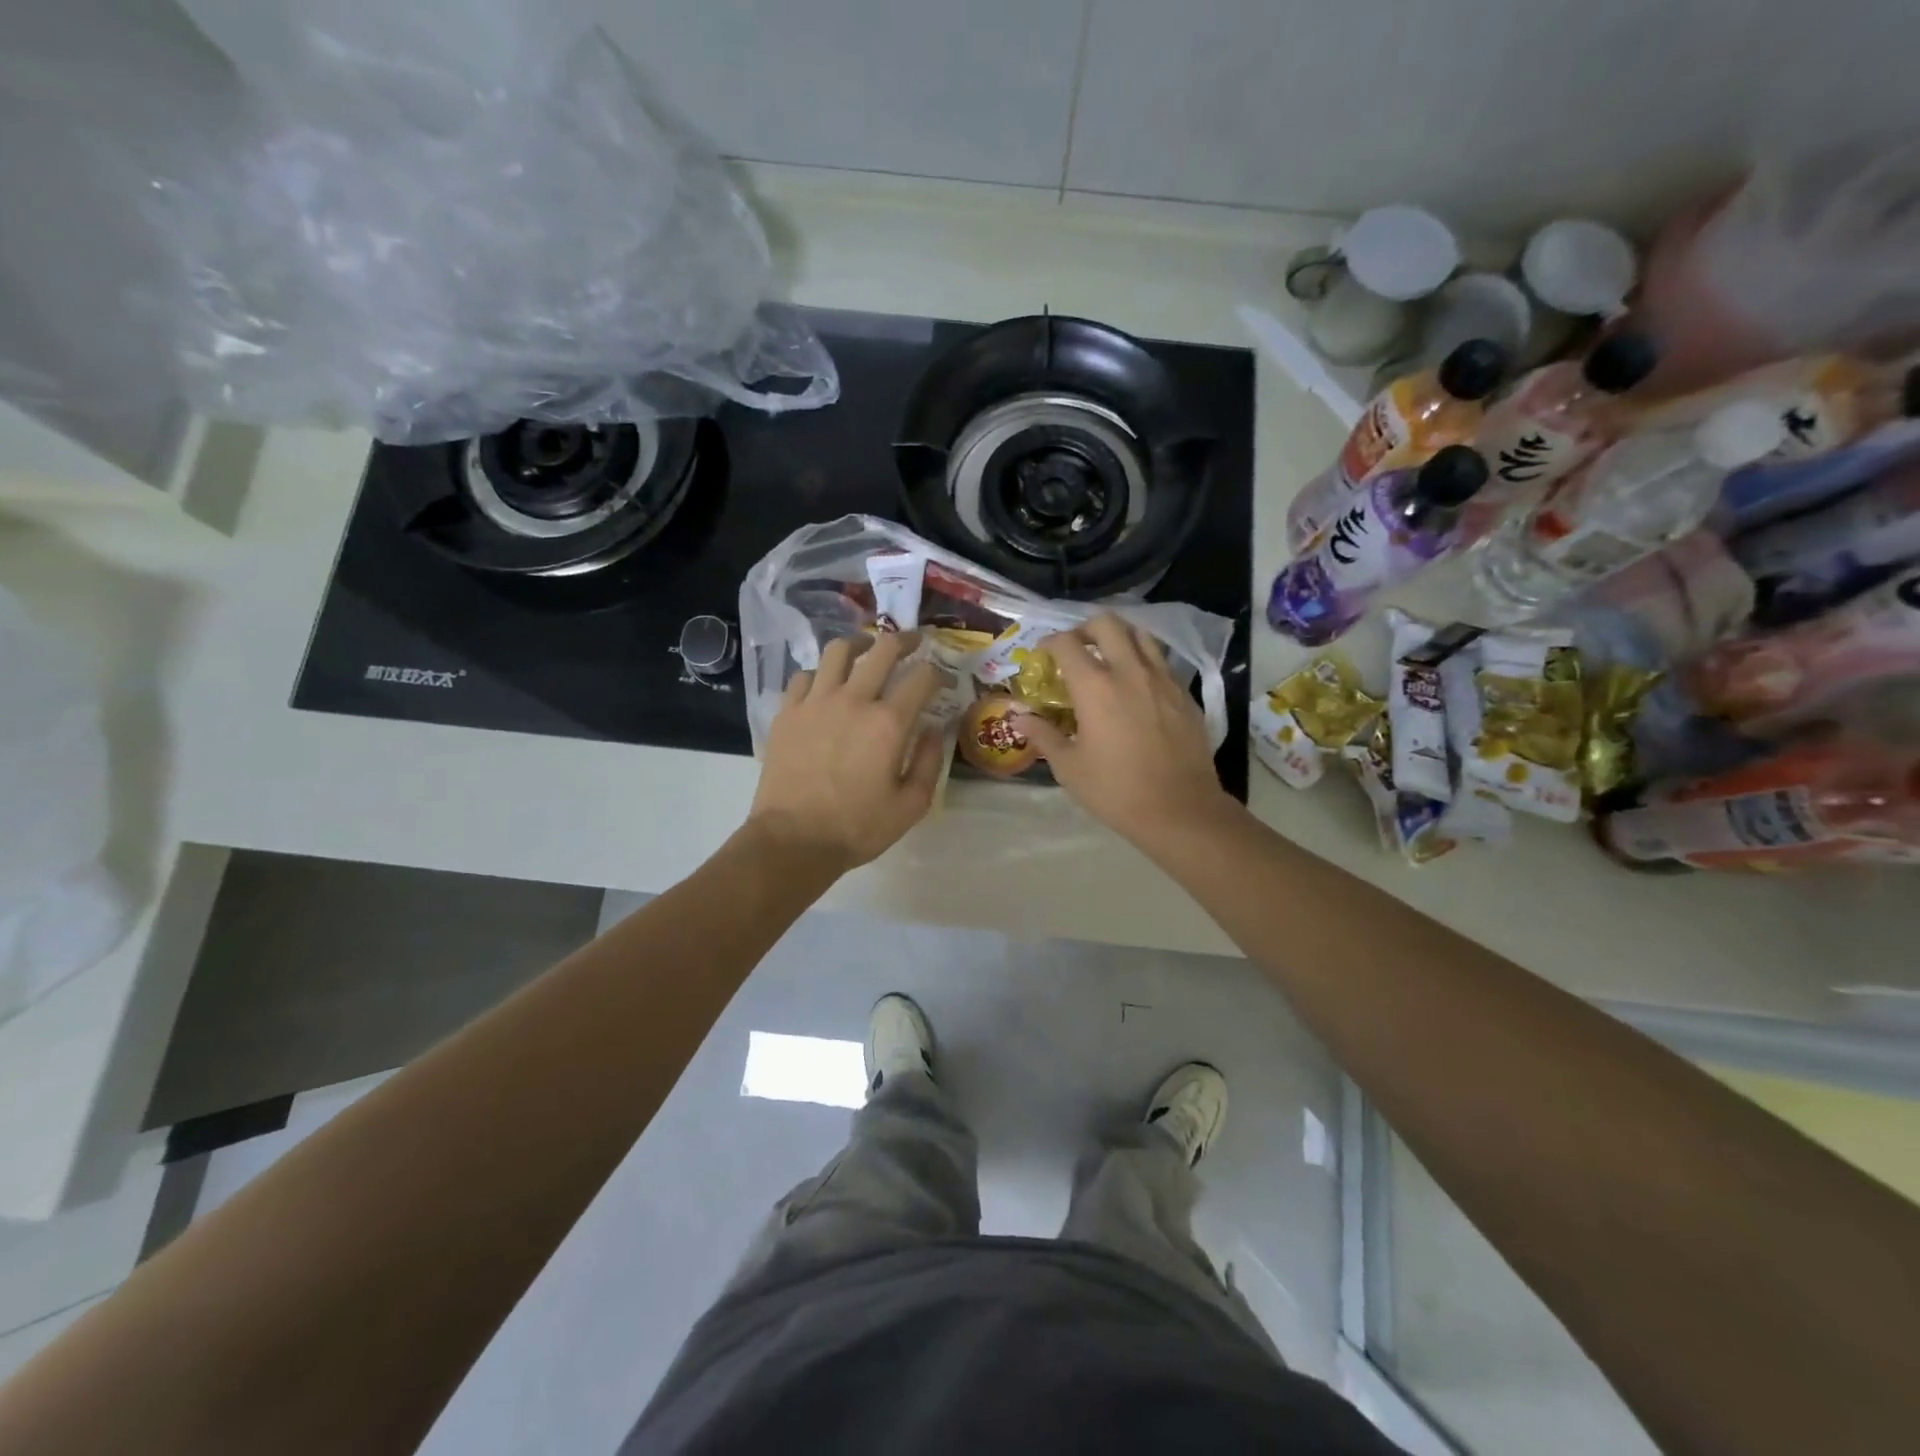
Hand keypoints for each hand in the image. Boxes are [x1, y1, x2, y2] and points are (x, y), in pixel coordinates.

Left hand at [749, 631, 944, 872]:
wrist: (793, 841)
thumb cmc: (857, 828)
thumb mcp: (911, 805)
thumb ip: (930, 762)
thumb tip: (935, 729)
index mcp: (889, 723)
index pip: (922, 677)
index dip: (939, 673)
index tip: (944, 681)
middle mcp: (853, 700)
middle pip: (883, 649)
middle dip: (906, 640)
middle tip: (914, 642)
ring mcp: (815, 702)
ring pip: (839, 651)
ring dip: (860, 644)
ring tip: (867, 650)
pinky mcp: (787, 712)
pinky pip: (805, 675)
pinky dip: (822, 673)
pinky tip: (827, 684)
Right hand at [1014, 615, 1238, 846]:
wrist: (1180, 810)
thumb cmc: (1116, 790)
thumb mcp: (1069, 767)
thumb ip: (1043, 735)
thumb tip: (1019, 717)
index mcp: (1095, 687)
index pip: (1066, 643)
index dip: (1049, 643)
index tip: (1042, 655)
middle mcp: (1130, 671)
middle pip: (1107, 624)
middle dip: (1085, 629)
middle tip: (1076, 649)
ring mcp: (1163, 679)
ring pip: (1141, 635)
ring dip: (1119, 638)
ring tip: (1109, 658)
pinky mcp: (1185, 694)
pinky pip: (1161, 662)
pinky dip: (1143, 661)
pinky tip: (1137, 688)